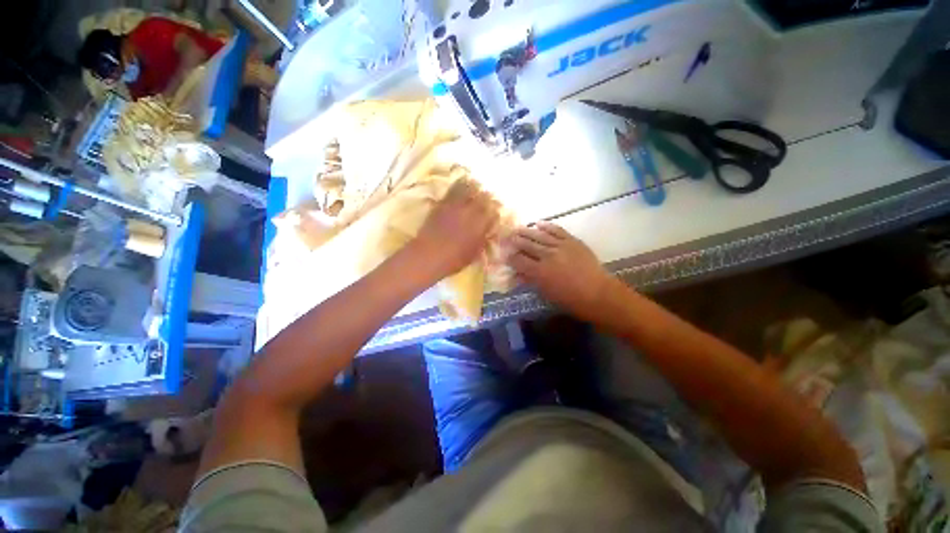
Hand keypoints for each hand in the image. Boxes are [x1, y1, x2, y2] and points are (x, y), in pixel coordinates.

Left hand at [412, 177, 499, 279]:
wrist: (429, 255)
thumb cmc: (454, 260)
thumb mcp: (474, 254)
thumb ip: (483, 241)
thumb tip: (488, 232)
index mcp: (481, 225)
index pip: (494, 212)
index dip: (495, 210)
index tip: (495, 211)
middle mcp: (471, 212)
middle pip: (484, 198)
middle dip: (487, 197)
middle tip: (487, 198)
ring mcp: (456, 206)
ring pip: (469, 189)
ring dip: (474, 187)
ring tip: (476, 186)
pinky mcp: (443, 203)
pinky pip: (453, 189)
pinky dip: (459, 185)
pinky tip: (461, 183)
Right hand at [505, 222, 612, 320]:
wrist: (597, 293)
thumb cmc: (570, 299)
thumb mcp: (546, 293)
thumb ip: (530, 280)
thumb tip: (517, 274)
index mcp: (539, 271)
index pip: (518, 260)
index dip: (510, 257)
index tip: (505, 254)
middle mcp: (547, 255)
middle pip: (526, 245)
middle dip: (514, 241)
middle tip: (506, 237)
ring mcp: (560, 246)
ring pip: (539, 235)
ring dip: (526, 231)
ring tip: (517, 228)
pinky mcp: (572, 241)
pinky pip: (557, 230)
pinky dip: (547, 226)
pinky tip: (538, 223)